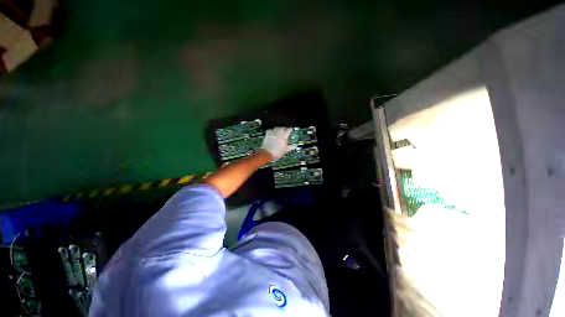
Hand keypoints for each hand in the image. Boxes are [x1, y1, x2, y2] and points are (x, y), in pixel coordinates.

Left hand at [260, 127, 296, 159]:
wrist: (267, 153)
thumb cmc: (277, 152)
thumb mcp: (286, 150)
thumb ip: (291, 147)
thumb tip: (295, 146)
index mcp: (284, 135)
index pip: (288, 130)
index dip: (290, 129)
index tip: (291, 130)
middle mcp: (278, 132)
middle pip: (282, 127)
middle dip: (284, 128)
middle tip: (286, 131)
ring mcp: (272, 133)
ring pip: (276, 128)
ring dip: (278, 129)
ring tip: (279, 131)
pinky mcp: (267, 134)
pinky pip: (270, 130)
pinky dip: (272, 130)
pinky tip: (272, 132)